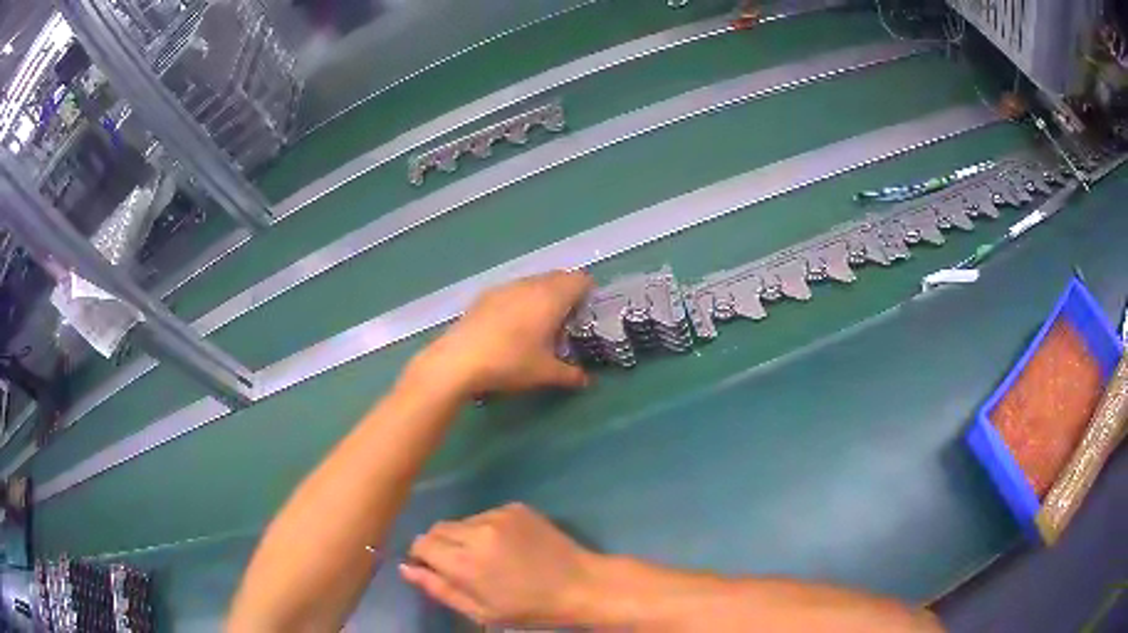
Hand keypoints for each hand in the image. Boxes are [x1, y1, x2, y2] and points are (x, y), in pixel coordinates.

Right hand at [401, 503, 601, 626]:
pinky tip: (508, 546)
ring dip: (463, 537)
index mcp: (465, 562)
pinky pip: (485, 515)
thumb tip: (406, 568)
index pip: (421, 544)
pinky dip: (486, 529)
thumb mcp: (480, 611)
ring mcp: (497, 515)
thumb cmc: (528, 608)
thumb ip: (438, 588)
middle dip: (440, 546)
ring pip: (461, 522)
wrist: (579, 584)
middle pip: (437, 529)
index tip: (435, 569)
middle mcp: (476, 532)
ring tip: (489, 557)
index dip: (423, 557)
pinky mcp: (515, 507)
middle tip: (462, 566)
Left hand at [408, 271, 592, 397]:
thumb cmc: (510, 362)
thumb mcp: (545, 373)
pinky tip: (511, 326)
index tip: (587, 312)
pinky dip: (520, 300)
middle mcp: (530, 285)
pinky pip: (513, 290)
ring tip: (539, 323)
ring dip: (542, 295)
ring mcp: (505, 287)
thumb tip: (586, 381)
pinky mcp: (485, 295)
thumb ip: (570, 375)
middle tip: (567, 319)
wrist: (458, 360)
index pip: (579, 279)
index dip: (588, 292)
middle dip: (566, 293)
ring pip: (533, 282)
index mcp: (551, 297)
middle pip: (557, 277)